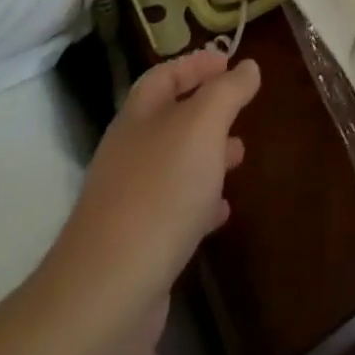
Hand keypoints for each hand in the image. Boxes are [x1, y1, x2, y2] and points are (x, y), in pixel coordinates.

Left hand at [45, 51, 260, 354]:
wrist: (107, 293)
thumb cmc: (160, 191)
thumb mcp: (203, 126)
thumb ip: (228, 91)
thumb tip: (248, 66)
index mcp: (139, 116)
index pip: (165, 75)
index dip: (196, 64)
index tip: (230, 61)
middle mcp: (130, 152)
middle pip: (170, 118)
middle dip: (207, 111)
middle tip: (242, 110)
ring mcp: (130, 200)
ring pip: (175, 164)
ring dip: (208, 156)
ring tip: (240, 157)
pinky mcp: (138, 244)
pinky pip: (174, 210)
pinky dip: (201, 203)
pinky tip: (222, 212)